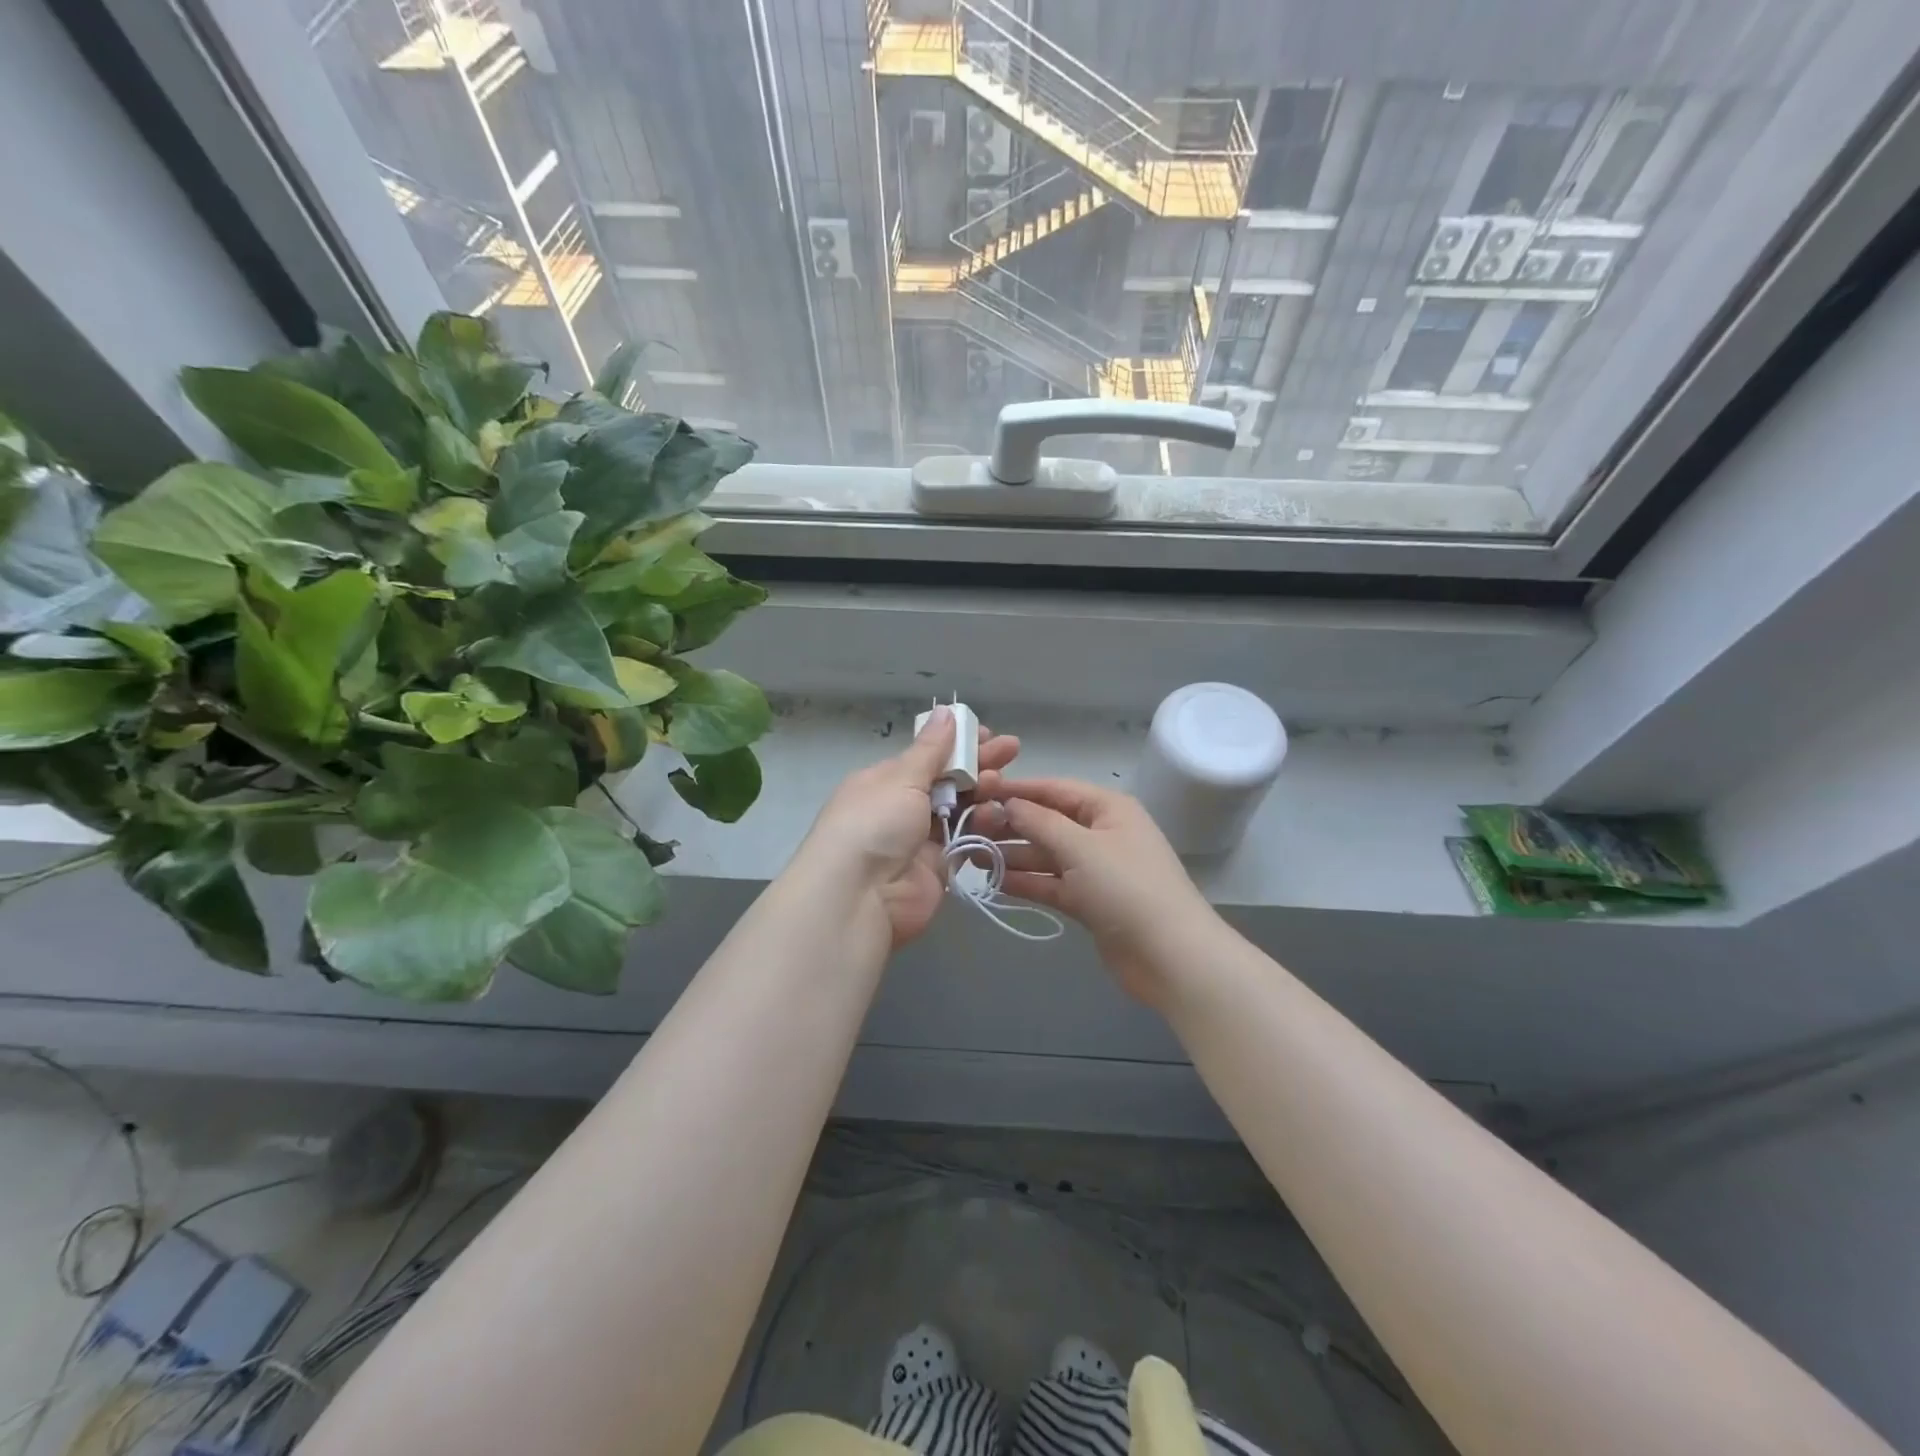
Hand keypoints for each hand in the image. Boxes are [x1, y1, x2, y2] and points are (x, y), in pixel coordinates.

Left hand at [798, 706, 1020, 948]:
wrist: (859, 897)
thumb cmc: (874, 824)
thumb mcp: (901, 778)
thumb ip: (930, 749)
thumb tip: (945, 711)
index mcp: (885, 780)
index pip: (927, 756)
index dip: (958, 744)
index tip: (988, 734)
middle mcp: (902, 807)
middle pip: (947, 780)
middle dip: (978, 764)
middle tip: (1011, 750)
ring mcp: (920, 839)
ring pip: (960, 809)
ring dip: (983, 794)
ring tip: (1002, 783)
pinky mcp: (938, 867)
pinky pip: (965, 840)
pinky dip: (982, 826)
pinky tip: (1000, 813)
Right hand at [987, 779, 1215, 1005]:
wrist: (1170, 956)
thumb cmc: (1127, 888)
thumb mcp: (1081, 847)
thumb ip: (1040, 822)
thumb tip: (1008, 803)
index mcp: (1108, 808)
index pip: (1055, 789)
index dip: (1018, 790)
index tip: (978, 792)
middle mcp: (1102, 833)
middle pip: (1049, 822)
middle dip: (1011, 825)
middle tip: (967, 829)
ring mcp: (1097, 869)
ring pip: (1047, 855)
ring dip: (1013, 855)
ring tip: (971, 856)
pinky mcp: (1090, 901)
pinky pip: (1052, 883)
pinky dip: (1027, 882)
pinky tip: (994, 881)